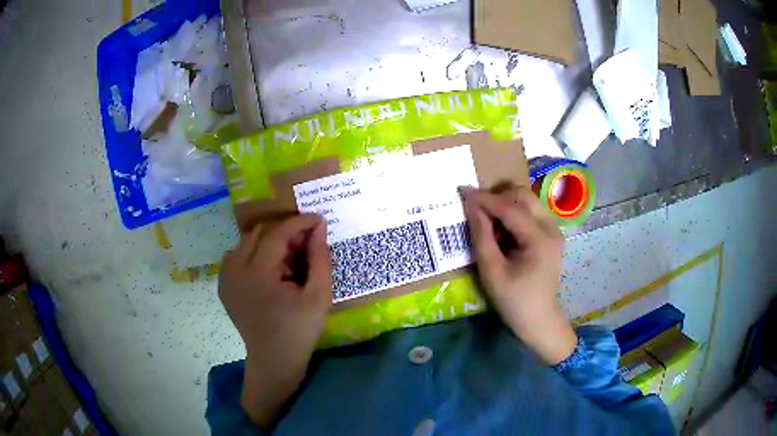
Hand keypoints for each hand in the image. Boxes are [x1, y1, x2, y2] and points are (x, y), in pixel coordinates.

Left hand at [218, 214, 331, 426]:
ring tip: (287, 258)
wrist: (273, 360)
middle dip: (284, 230)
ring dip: (269, 240)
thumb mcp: (319, 296)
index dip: (300, 222)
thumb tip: (319, 227)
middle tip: (305, 242)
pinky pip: (237, 255)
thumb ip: (320, 258)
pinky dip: (255, 252)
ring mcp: (225, 277)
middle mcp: (235, 269)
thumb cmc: (299, 331)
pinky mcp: (223, 284)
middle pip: (260, 231)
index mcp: (259, 273)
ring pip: (247, 240)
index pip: (278, 232)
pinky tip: (269, 269)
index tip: (318, 220)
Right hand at [462, 186, 576, 364]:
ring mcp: (554, 230)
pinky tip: (504, 234)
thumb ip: (482, 236)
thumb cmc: (514, 301)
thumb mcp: (492, 271)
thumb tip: (471, 206)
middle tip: (477, 212)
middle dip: (498, 198)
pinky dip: (514, 215)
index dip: (484, 199)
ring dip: (506, 206)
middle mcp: (551, 228)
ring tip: (491, 226)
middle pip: (523, 196)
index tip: (462, 191)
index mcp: (540, 239)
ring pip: (527, 202)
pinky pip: (531, 213)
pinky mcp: (551, 235)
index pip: (509, 208)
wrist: (539, 320)